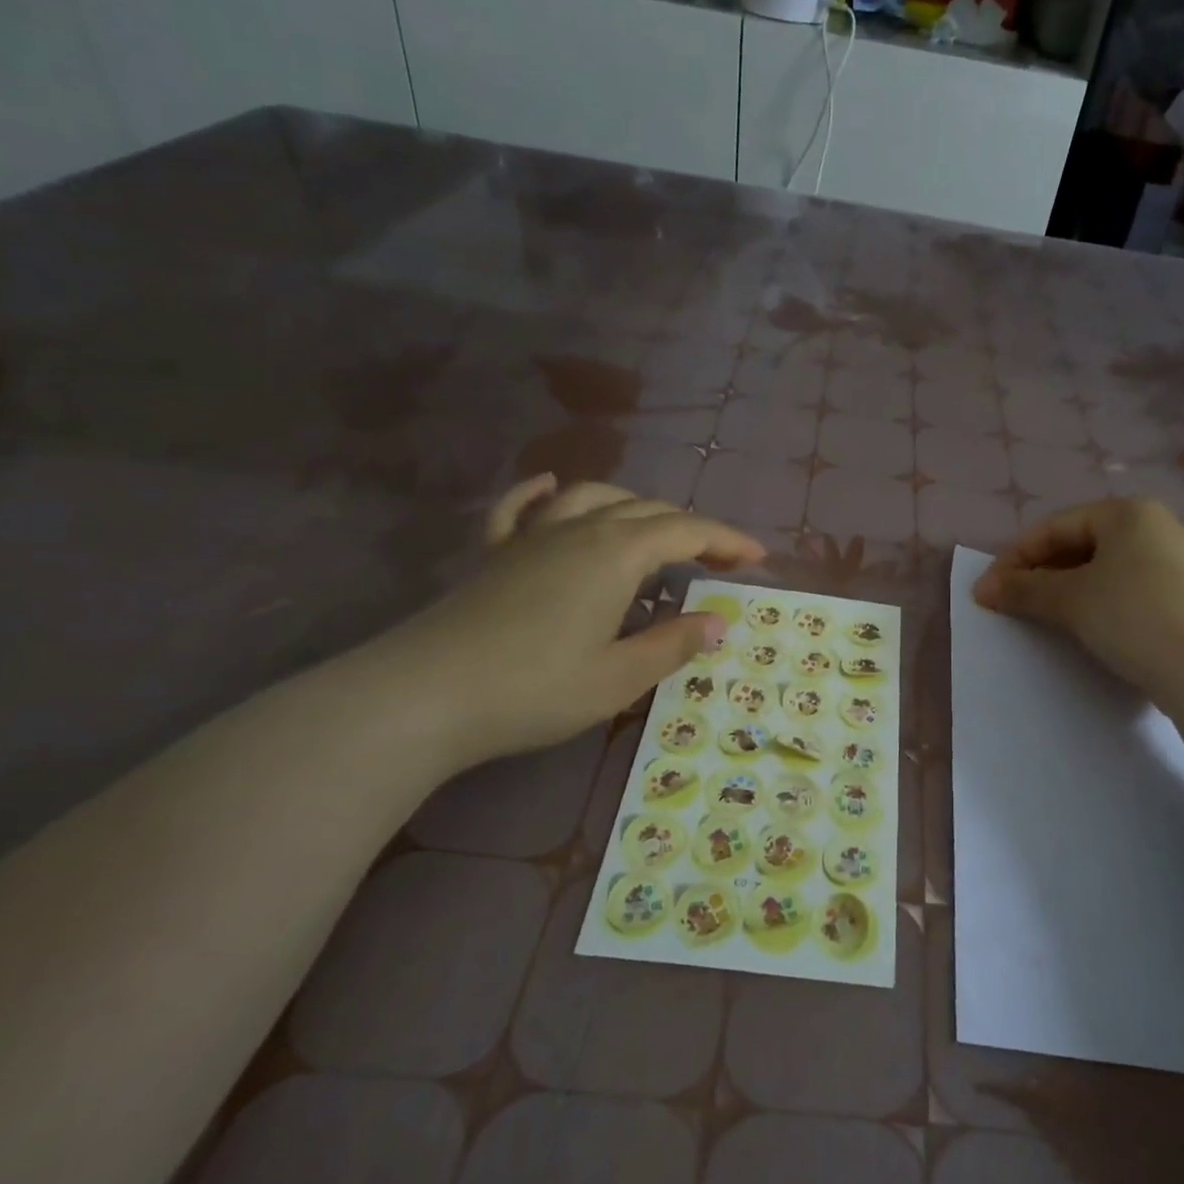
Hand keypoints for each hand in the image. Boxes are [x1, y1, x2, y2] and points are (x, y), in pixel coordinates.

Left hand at [368, 475, 764, 767]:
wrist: (424, 696)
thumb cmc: (535, 689)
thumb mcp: (618, 677)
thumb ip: (672, 644)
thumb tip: (718, 622)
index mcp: (616, 554)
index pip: (686, 532)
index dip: (727, 541)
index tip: (759, 558)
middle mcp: (579, 530)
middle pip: (647, 510)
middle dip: (691, 527)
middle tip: (719, 557)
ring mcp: (531, 537)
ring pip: (593, 498)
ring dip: (634, 506)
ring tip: (654, 528)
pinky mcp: (494, 554)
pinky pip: (522, 508)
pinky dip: (544, 493)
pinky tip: (551, 487)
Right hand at [973, 498, 1183, 695]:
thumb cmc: (1134, 615)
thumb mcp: (1070, 599)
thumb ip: (1023, 589)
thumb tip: (984, 589)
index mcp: (1126, 512)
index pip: (1054, 527)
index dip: (1014, 558)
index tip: (988, 592)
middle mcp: (1153, 528)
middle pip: (1078, 545)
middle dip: (1039, 574)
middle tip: (1011, 605)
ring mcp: (1174, 564)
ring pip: (1102, 571)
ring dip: (1065, 592)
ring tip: (1042, 619)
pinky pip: (1125, 592)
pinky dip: (1096, 606)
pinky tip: (1085, 630)